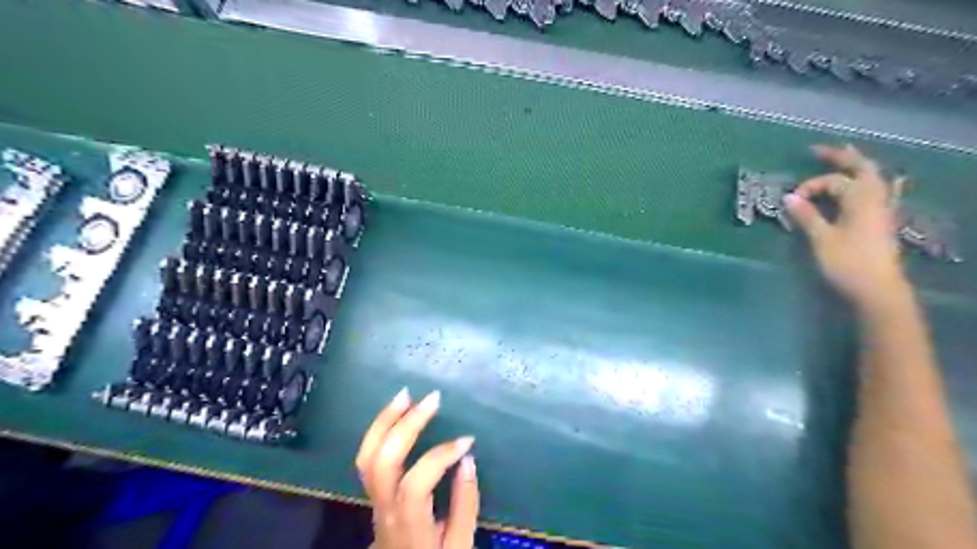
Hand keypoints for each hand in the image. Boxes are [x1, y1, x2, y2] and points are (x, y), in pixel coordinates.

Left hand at [358, 391, 478, 548]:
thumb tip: (467, 459)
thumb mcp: (459, 546)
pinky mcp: (372, 493)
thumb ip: (465, 505)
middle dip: (406, 425)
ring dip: (385, 421)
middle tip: (432, 399)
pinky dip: (380, 431)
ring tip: (406, 395)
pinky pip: (368, 458)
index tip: (467, 441)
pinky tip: (396, 414)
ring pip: (367, 457)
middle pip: (382, 462)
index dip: (440, 457)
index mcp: (408, 526)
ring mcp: (373, 500)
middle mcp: (384, 509)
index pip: (414, 485)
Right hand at [784, 144, 912, 309]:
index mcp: (860, 199)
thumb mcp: (821, 239)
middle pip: (861, 168)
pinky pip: (881, 191)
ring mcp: (882, 210)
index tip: (790, 201)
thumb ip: (806, 216)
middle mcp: (875, 199)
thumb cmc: (847, 263)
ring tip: (845, 155)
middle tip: (818, 150)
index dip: (809, 187)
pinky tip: (882, 181)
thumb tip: (788, 197)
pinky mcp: (881, 222)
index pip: (832, 181)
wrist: (877, 290)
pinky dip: (873, 182)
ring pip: (873, 178)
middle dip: (840, 157)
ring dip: (857, 166)